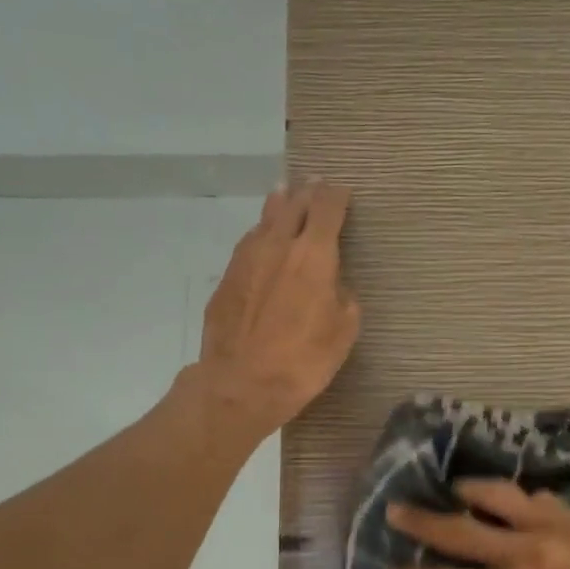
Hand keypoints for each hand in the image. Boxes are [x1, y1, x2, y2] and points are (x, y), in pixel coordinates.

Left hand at [190, 180, 361, 439]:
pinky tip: (262, 239)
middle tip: (315, 184)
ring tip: (285, 195)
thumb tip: (335, 287)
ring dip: (279, 205)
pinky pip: (248, 244)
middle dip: (307, 192)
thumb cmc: (303, 360)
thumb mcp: (343, 332)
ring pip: (265, 219)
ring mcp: (247, 259)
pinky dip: (260, 234)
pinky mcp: (226, 278)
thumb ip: (343, 299)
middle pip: (294, 204)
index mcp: (314, 255)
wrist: (241, 384)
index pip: (327, 208)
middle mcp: (279, 245)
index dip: (336, 195)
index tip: (342, 190)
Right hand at [384, 480, 569, 568]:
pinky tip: (508, 502)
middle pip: (460, 530)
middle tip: (396, 509)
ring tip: (450, 489)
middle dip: (422, 522)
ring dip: (467, 491)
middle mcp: (527, 555)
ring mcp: (556, 530)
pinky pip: (537, 499)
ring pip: (498, 496)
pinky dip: (515, 498)